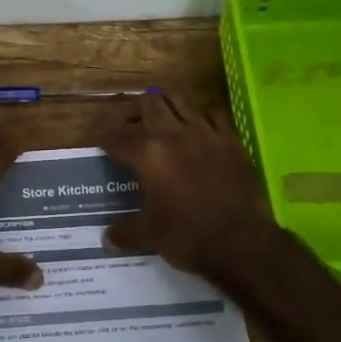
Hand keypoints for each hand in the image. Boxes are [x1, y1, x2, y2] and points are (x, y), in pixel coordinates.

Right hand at [97, 90, 276, 275]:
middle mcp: (173, 135)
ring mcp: (205, 133)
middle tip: (130, 121)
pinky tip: (197, 124)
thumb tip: (107, 239)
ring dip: (166, 101)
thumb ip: (126, 232)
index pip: (117, 137)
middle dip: (134, 109)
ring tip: (160, 110)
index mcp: (147, 156)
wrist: (240, 241)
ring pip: (180, 99)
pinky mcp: (230, 139)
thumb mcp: (150, 236)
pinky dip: (200, 114)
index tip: (99, 139)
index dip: (104, 136)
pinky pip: (212, 114)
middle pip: (148, 104)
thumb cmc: (188, 237)